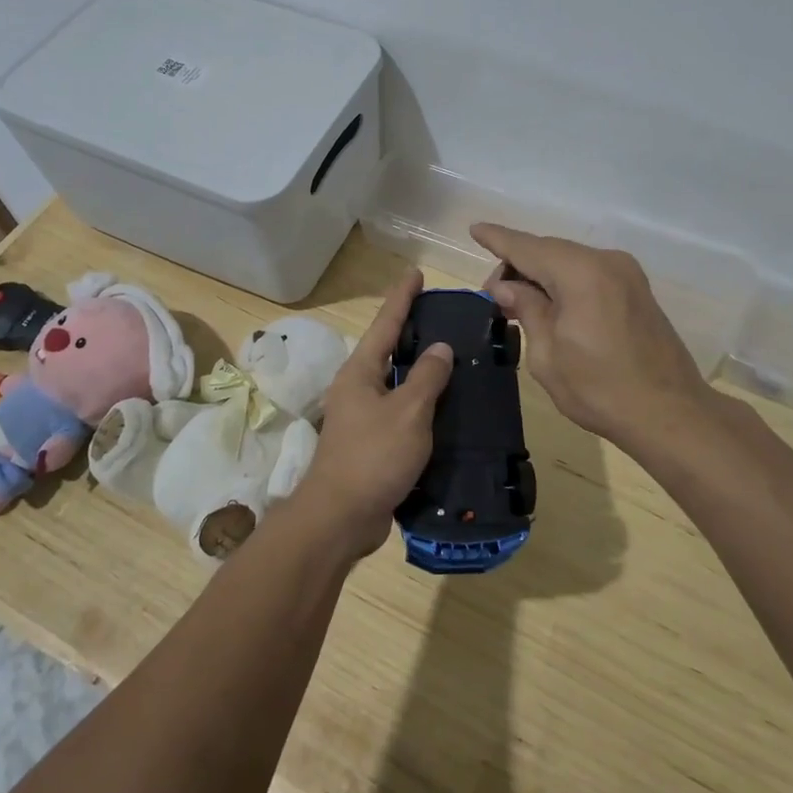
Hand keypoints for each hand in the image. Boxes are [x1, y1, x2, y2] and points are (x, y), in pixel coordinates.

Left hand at [291, 269, 453, 559]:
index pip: (385, 323)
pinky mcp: (371, 444)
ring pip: (395, 383)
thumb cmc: (373, 457)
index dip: (402, 297)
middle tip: (443, 316)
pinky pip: (400, 412)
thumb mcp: (408, 412)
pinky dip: (420, 403)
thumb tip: (440, 348)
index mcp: (360, 372)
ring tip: (452, 358)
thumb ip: (426, 377)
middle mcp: (357, 388)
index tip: (415, 273)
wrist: (340, 518)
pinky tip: (444, 407)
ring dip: (419, 370)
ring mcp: (362, 417)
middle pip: (388, 350)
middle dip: (413, 331)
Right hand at [472, 224, 711, 457]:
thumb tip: (507, 286)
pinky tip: (550, 303)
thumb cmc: (600, 389)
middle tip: (493, 296)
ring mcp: (627, 274)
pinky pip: (590, 274)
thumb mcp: (547, 355)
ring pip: (570, 261)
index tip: (475, 229)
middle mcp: (606, 261)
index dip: (498, 239)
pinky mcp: (637, 290)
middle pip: (550, 250)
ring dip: (542, 275)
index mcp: (580, 273)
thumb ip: (527, 310)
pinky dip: (565, 281)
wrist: (670, 414)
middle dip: (518, 265)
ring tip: (517, 302)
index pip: (527, 247)